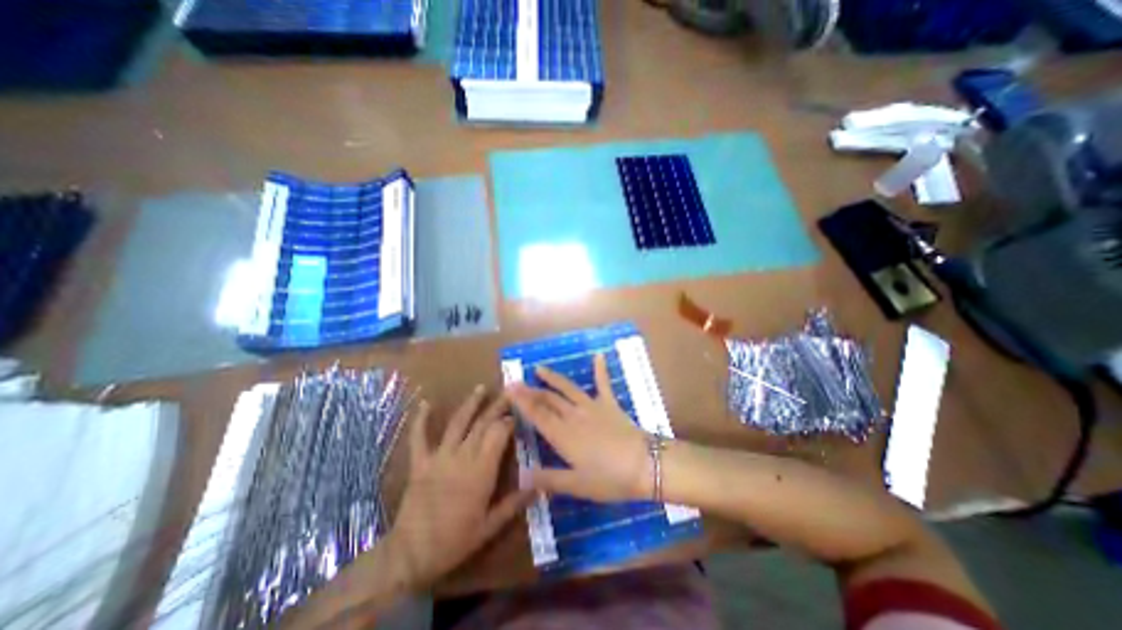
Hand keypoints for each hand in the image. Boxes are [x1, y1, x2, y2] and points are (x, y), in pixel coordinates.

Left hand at [388, 387, 531, 587]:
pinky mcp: (420, 462)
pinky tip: (425, 404)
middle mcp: (462, 456)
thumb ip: (514, 503)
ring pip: (457, 423)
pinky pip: (419, 437)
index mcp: (481, 470)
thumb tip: (540, 487)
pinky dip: (421, 420)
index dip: (509, 420)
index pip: (499, 434)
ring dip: (470, 404)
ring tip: (481, 388)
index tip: (518, 412)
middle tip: (509, 391)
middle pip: (482, 423)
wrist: (411, 554)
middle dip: (497, 405)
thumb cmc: (455, 541)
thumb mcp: (490, 526)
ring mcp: (439, 457)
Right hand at [510, 354, 650, 500]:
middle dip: (530, 390)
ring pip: (567, 389)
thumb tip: (521, 476)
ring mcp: (592, 406)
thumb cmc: (610, 478)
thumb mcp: (577, 485)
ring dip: (553, 378)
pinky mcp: (609, 403)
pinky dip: (600, 369)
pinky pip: (603, 383)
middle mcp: (573, 415)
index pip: (537, 414)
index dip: (522, 401)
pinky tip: (599, 355)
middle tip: (516, 382)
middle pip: (548, 399)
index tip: (509, 389)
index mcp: (563, 435)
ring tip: (539, 369)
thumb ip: (548, 479)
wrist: (644, 464)